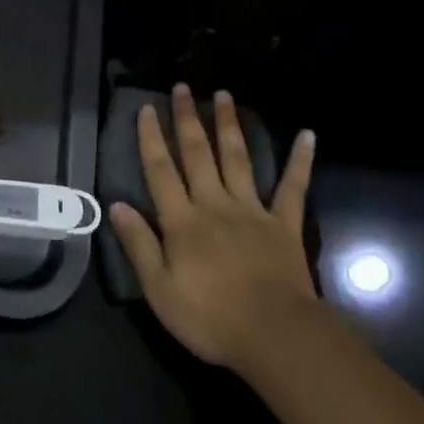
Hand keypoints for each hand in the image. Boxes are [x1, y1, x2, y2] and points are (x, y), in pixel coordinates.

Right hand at [109, 85, 318, 376]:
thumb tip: (116, 205)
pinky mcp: (284, 224)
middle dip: (188, 119)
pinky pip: (293, 187)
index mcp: (182, 220)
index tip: (146, 108)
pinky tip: (307, 135)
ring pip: (238, 158)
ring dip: (229, 125)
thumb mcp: (160, 290)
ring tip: (224, 94)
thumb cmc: (211, 318)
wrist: (275, 335)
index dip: (151, 138)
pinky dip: (300, 160)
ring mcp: (252, 210)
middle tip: (183, 87)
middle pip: (198, 154)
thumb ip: (139, 245)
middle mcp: (215, 204)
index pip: (161, 170)